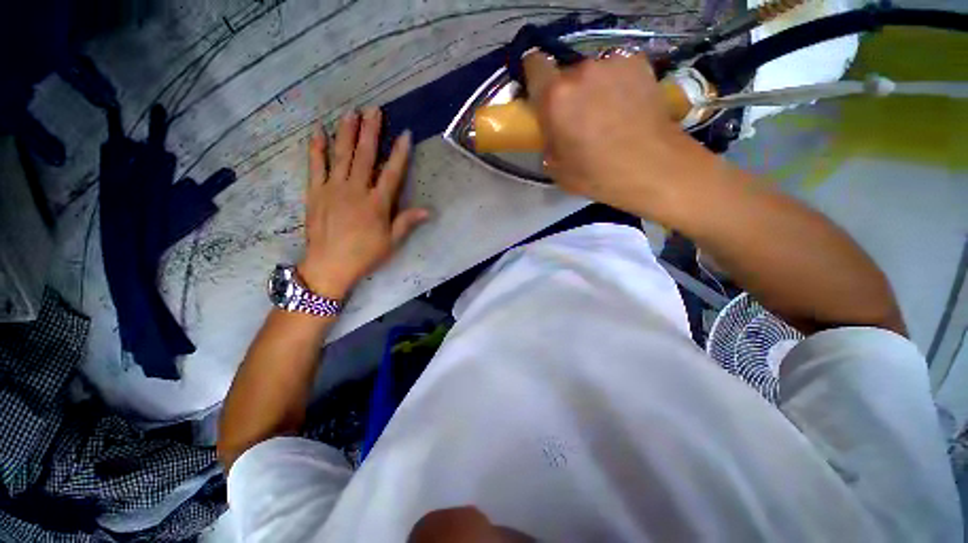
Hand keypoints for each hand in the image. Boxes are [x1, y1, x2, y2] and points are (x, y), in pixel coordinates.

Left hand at [298, 108, 428, 298]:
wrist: (329, 266)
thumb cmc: (365, 255)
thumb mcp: (391, 242)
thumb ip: (407, 222)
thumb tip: (428, 210)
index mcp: (377, 203)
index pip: (392, 173)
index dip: (400, 153)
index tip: (405, 134)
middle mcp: (356, 190)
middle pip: (365, 156)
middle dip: (371, 131)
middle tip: (374, 109)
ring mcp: (333, 189)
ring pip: (341, 155)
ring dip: (347, 132)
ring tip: (351, 112)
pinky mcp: (315, 192)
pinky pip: (316, 165)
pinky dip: (317, 148)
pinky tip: (318, 131)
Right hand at [523, 53, 709, 217]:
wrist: (652, 167)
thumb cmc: (597, 174)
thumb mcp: (557, 169)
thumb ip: (548, 141)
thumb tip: (553, 132)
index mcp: (555, 97)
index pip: (534, 65)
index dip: (535, 77)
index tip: (540, 93)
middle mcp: (582, 71)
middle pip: (565, 74)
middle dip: (567, 93)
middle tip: (578, 118)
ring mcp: (613, 64)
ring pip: (592, 73)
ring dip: (593, 88)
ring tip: (607, 114)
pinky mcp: (639, 63)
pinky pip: (616, 71)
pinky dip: (616, 84)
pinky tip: (627, 106)